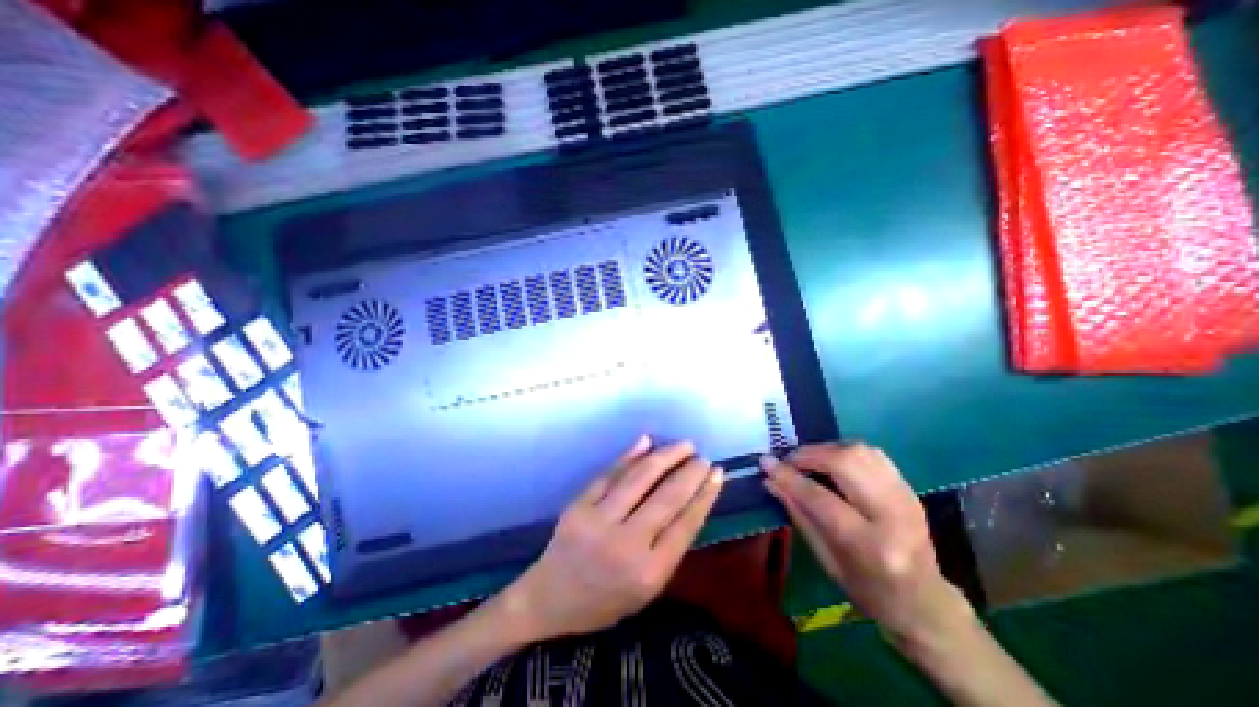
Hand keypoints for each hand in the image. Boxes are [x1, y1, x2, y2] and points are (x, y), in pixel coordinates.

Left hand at [500, 437, 724, 639]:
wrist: (550, 598)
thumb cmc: (605, 600)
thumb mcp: (648, 589)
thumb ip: (671, 546)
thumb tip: (690, 500)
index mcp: (649, 573)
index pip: (686, 524)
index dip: (705, 494)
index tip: (717, 473)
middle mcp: (626, 545)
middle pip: (666, 498)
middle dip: (690, 472)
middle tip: (703, 457)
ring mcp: (599, 522)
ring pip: (640, 479)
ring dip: (666, 457)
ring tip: (684, 445)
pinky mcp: (578, 506)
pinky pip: (610, 474)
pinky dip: (630, 456)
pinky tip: (647, 441)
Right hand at [756, 445, 972, 643]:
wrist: (924, 602)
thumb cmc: (866, 589)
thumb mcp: (825, 558)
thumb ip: (798, 513)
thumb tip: (770, 480)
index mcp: (871, 546)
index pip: (821, 498)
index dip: (789, 477)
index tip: (766, 463)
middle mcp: (893, 515)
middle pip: (846, 463)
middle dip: (809, 455)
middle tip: (789, 460)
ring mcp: (906, 497)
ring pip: (860, 451)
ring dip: (826, 449)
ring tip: (807, 460)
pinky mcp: (909, 487)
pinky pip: (872, 454)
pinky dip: (844, 451)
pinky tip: (831, 462)